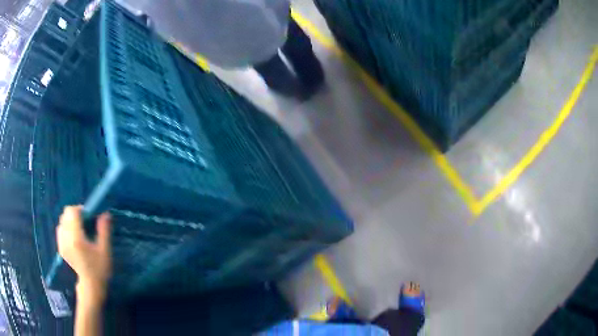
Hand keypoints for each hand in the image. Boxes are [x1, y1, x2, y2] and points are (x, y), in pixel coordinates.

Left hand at [56, 206, 111, 304]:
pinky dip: (65, 228)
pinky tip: (73, 237)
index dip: (80, 209)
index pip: (72, 212)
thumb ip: (104, 230)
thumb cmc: (99, 269)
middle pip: (65, 214)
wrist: (91, 286)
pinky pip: (60, 230)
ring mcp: (61, 243)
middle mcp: (66, 238)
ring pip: (61, 221)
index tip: (88, 216)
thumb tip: (105, 213)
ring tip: (78, 230)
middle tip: (84, 223)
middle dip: (74, 214)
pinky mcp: (60, 248)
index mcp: (76, 237)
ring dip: (69, 221)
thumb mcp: (104, 250)